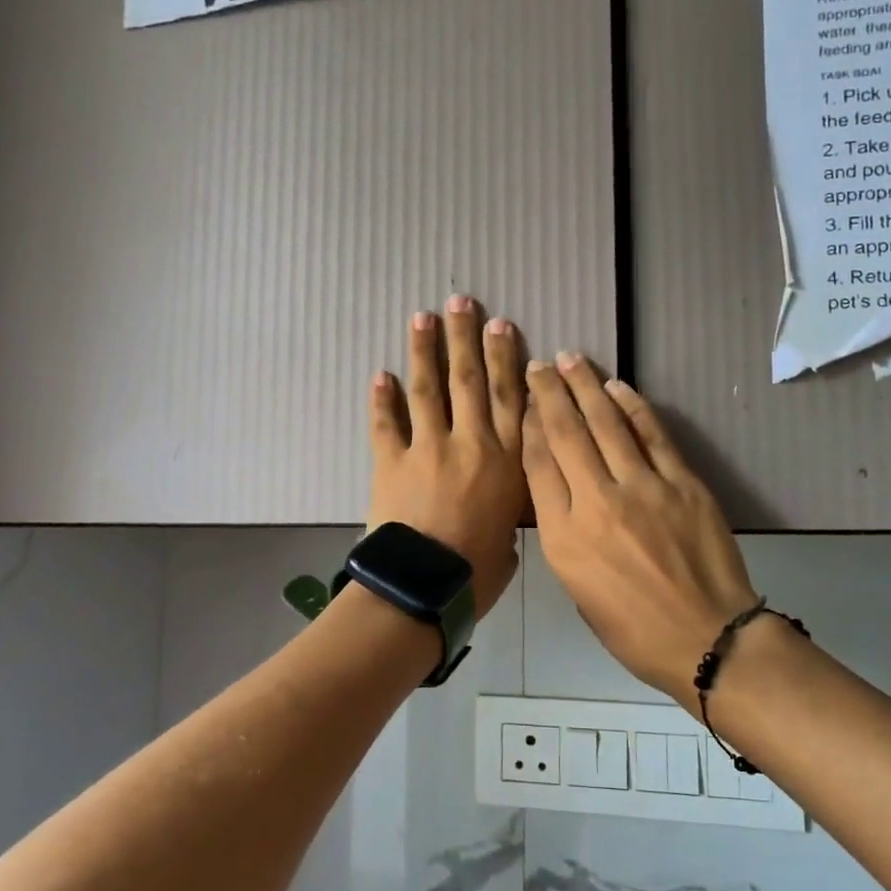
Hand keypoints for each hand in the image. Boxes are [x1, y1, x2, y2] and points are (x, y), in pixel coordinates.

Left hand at [366, 298, 527, 615]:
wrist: (425, 587)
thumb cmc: (477, 573)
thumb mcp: (511, 542)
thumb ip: (507, 518)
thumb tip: (501, 520)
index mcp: (507, 461)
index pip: (510, 398)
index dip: (506, 358)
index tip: (502, 326)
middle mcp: (471, 443)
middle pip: (469, 380)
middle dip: (465, 337)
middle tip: (460, 302)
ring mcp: (428, 448)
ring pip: (428, 389)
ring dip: (424, 351)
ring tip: (421, 318)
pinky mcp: (391, 462)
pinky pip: (385, 423)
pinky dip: (381, 399)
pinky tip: (380, 375)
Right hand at [523, 353, 763, 701]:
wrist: (707, 638)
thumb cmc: (632, 628)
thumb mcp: (577, 589)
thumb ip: (563, 534)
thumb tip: (561, 490)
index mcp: (563, 537)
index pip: (537, 465)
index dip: (528, 426)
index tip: (523, 401)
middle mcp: (596, 502)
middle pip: (566, 433)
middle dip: (548, 393)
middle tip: (538, 365)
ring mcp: (642, 488)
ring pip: (606, 423)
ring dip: (585, 386)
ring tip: (570, 360)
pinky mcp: (681, 483)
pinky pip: (651, 434)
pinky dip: (632, 406)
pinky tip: (617, 386)